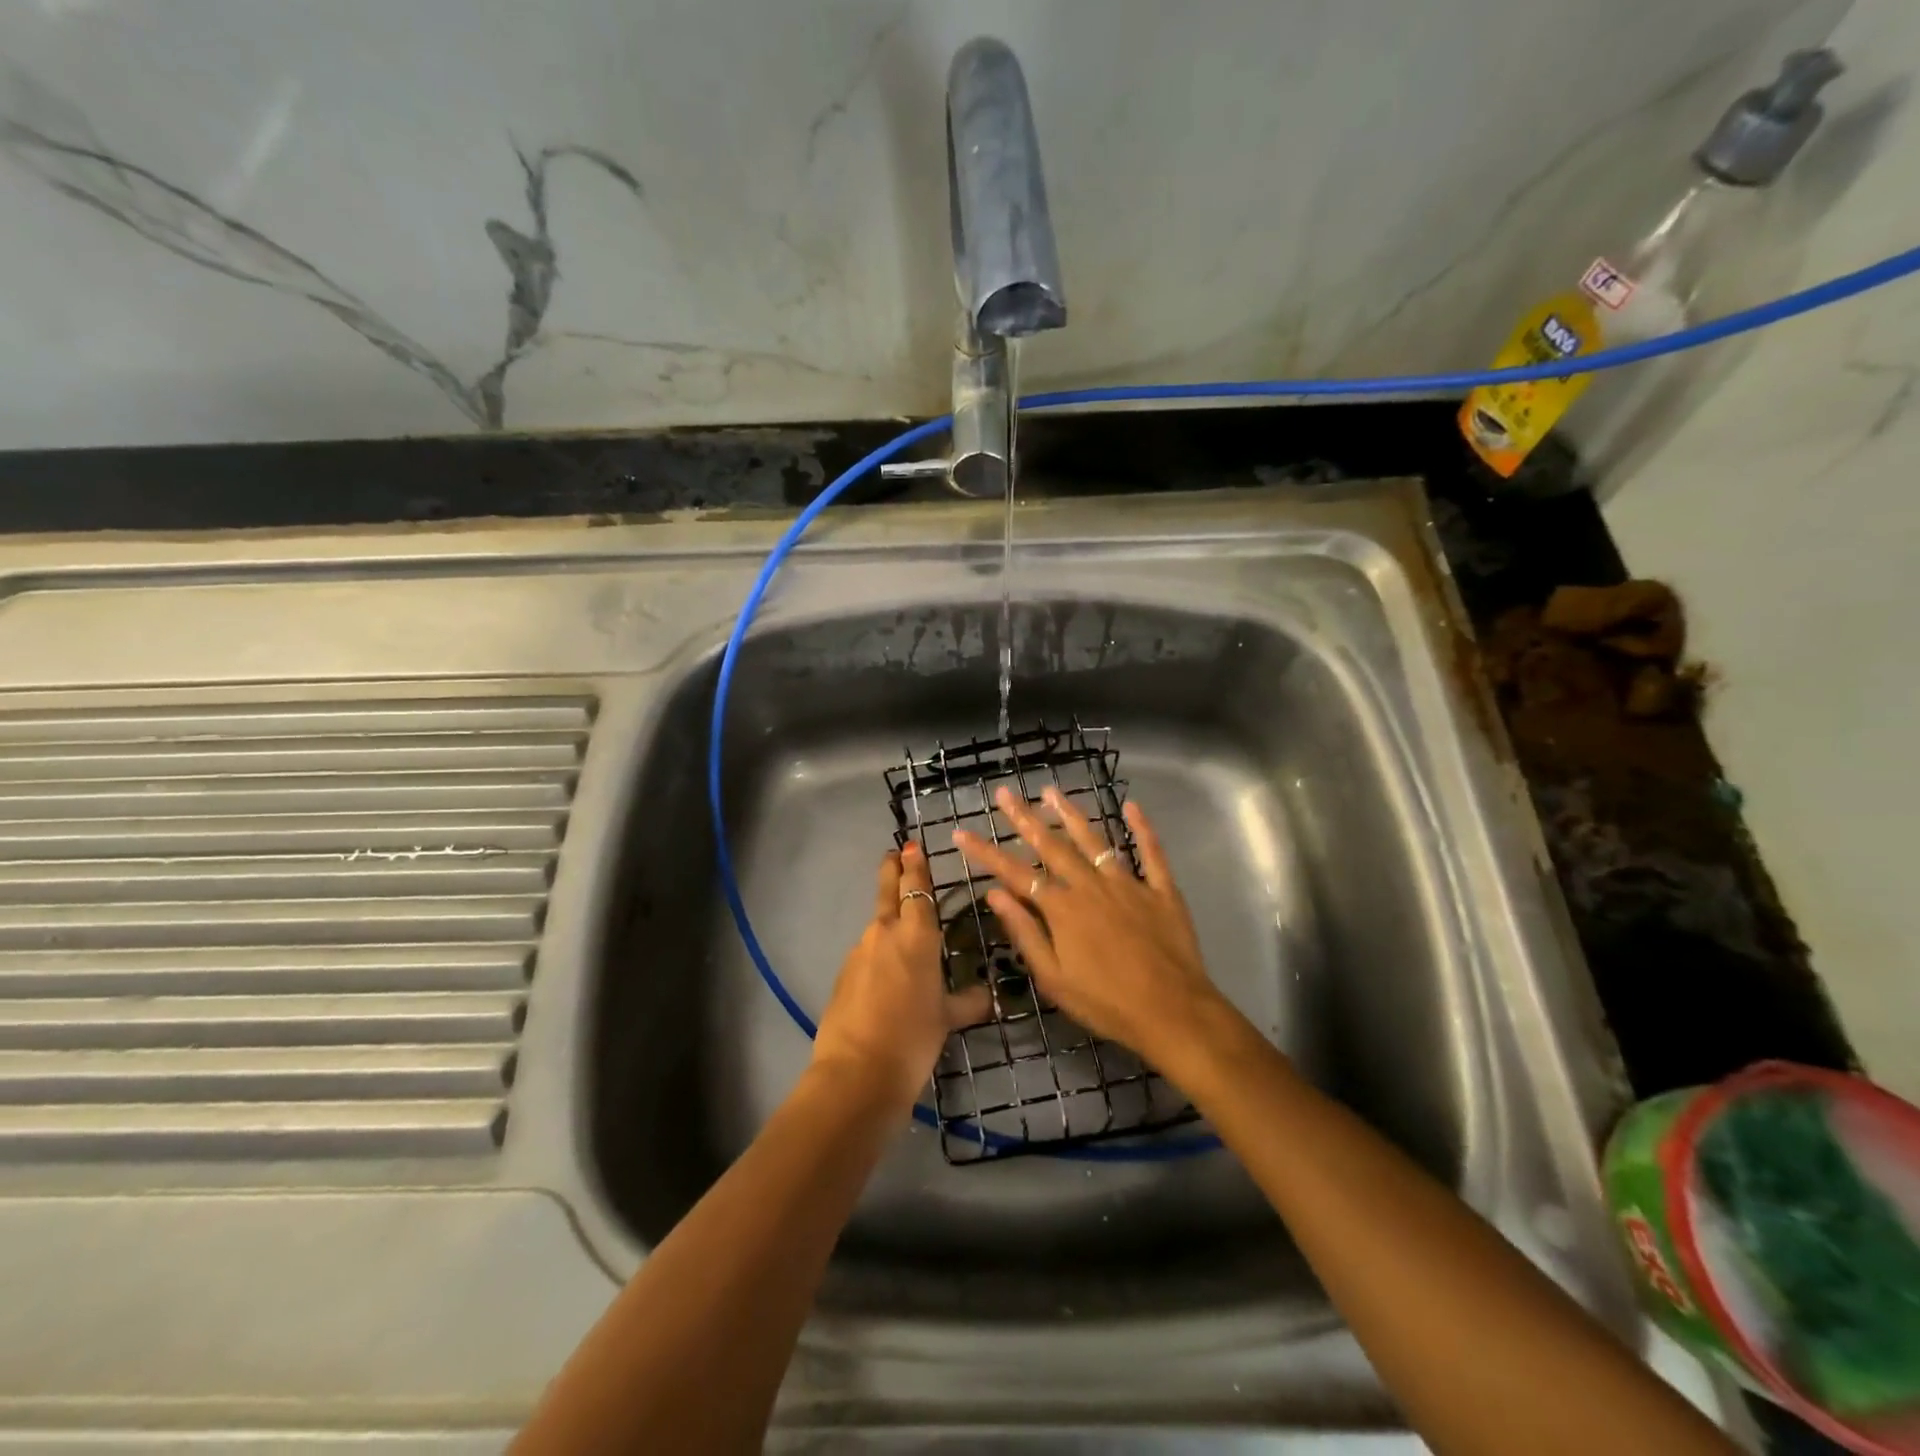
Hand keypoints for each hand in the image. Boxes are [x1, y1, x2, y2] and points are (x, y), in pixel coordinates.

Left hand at [811, 843, 994, 1111]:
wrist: (857, 1074)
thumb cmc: (913, 1039)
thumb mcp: (947, 1019)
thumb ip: (967, 1001)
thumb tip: (986, 995)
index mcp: (917, 936)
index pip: (916, 889)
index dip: (915, 866)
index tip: (911, 846)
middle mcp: (885, 934)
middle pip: (887, 891)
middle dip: (891, 870)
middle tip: (893, 853)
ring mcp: (859, 953)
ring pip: (877, 927)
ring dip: (887, 922)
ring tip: (902, 935)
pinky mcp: (843, 975)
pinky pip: (866, 955)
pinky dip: (877, 956)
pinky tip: (885, 979)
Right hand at [953, 786, 1230, 1071]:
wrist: (1173, 1013)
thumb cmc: (1106, 1004)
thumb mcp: (1054, 978)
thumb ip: (1025, 932)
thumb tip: (994, 895)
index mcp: (1062, 909)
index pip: (1015, 873)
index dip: (985, 852)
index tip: (962, 833)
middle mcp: (1091, 886)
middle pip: (1052, 846)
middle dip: (1024, 818)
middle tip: (1005, 793)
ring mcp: (1129, 884)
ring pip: (1094, 841)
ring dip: (1071, 814)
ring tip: (1051, 792)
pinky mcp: (1161, 891)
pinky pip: (1151, 852)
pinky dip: (1142, 828)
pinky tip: (1132, 806)